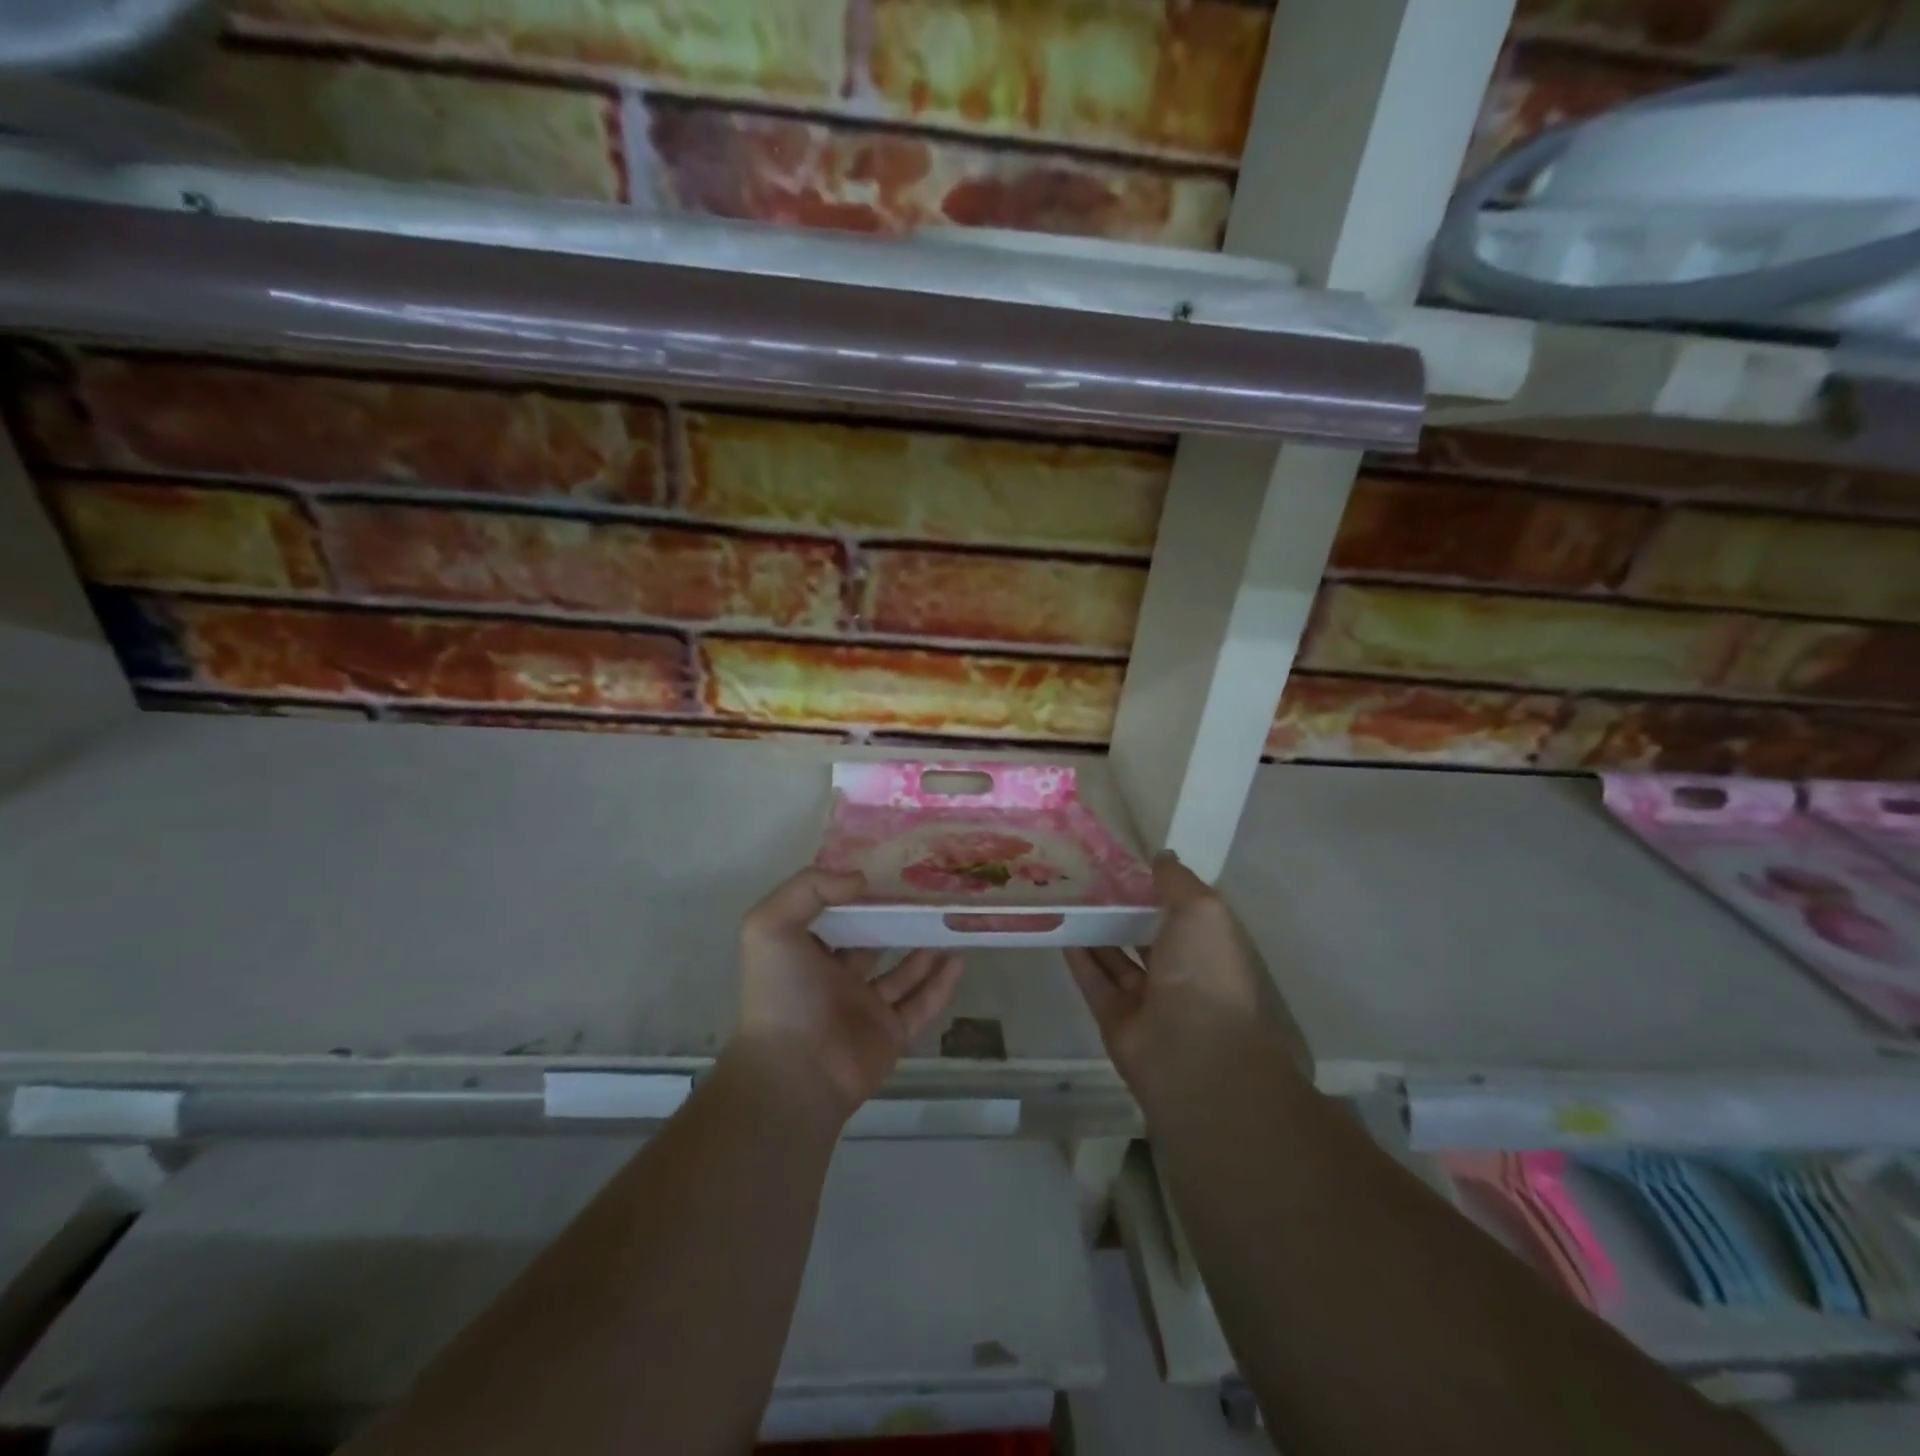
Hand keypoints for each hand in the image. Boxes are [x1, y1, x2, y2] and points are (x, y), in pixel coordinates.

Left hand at [734, 868, 965, 1120]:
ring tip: (946, 923)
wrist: (794, 1073)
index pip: (835, 918)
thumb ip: (809, 888)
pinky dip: (941, 984)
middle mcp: (835, 979)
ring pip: (902, 974)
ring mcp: (865, 1009)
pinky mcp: (891, 1034)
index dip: (857, 896)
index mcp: (806, 954)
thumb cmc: (781, 995)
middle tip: (926, 896)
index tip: (886, 872)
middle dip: (895, 921)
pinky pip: (922, 1004)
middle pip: (872, 943)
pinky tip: (959, 959)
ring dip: (924, 950)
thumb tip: (860, 880)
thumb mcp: (770, 926)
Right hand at [1066, 852, 1301, 1095]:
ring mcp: (1148, 998)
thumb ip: (1177, 880)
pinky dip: (1079, 957)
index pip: (1180, 911)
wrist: (1190, 1050)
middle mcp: (1181, 971)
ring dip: (1095, 930)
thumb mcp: (1201, 909)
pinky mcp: (1116, 1018)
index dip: (1155, 887)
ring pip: (1116, 957)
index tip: (1124, 860)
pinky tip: (1059, 928)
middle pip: (1145, 933)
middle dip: (1120, 908)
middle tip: (1086, 875)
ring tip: (1066, 895)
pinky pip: (1095, 981)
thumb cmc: (1203, 970)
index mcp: (1208, 946)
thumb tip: (1161, 855)